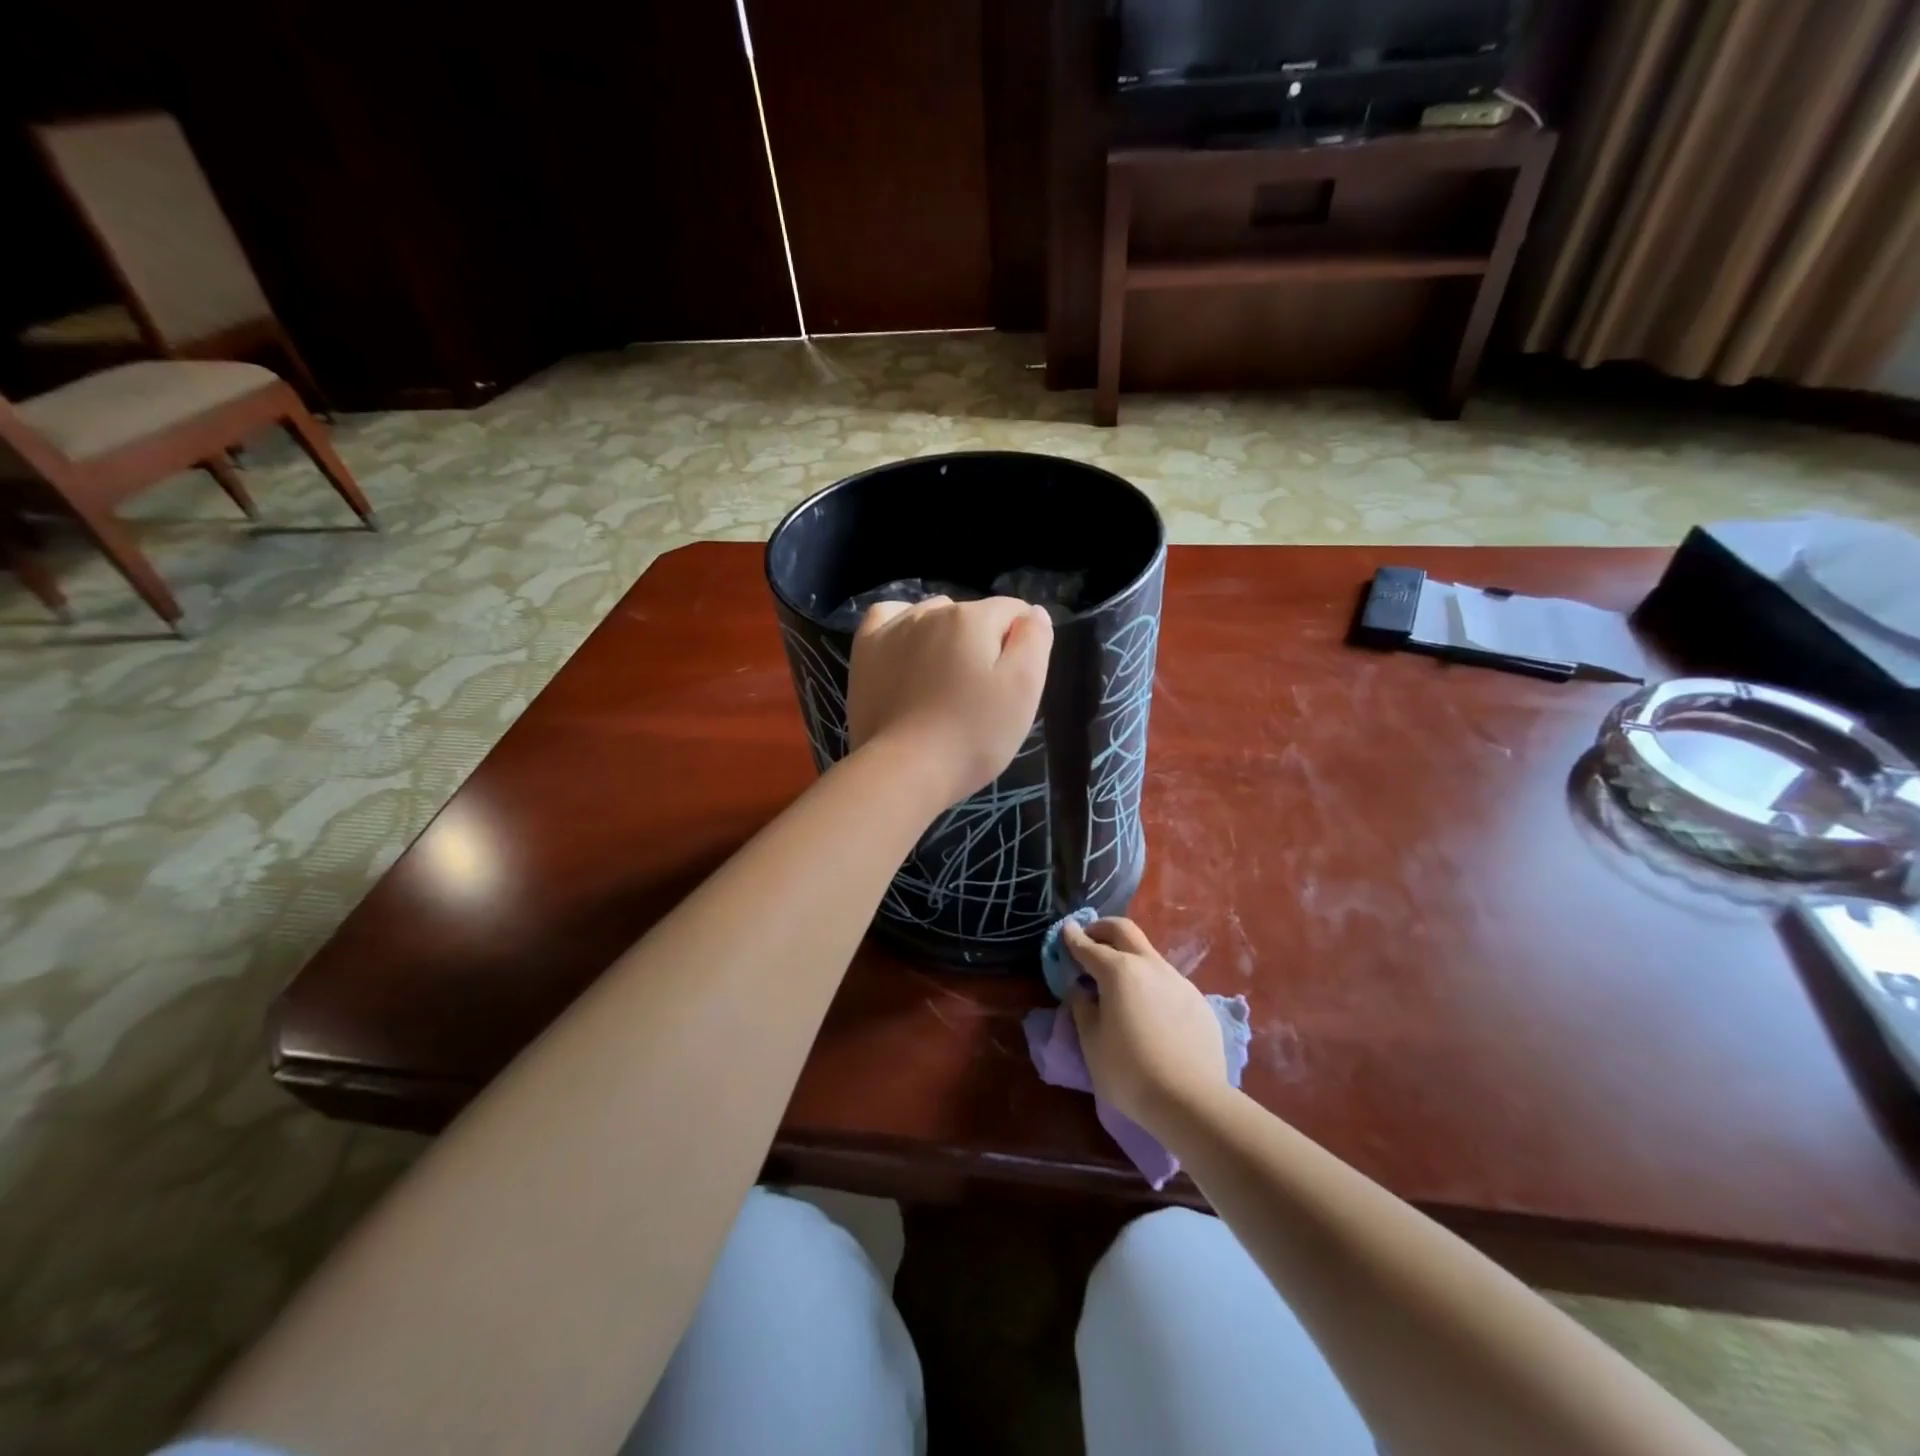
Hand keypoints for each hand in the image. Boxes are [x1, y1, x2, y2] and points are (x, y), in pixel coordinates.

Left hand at [846, 595, 1052, 806]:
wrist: (905, 770)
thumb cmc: (973, 734)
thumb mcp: (1024, 689)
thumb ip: (1034, 641)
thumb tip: (1033, 612)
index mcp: (974, 618)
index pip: (1014, 612)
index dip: (1023, 643)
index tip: (1016, 681)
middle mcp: (932, 611)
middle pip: (973, 615)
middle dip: (984, 641)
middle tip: (982, 690)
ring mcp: (894, 628)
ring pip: (933, 615)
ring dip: (946, 636)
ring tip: (946, 679)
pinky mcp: (866, 650)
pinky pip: (888, 616)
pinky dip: (902, 625)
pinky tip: (908, 648)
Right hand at [1065, 917, 1226, 1136]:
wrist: (1191, 1101)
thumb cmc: (1129, 1071)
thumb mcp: (1091, 1041)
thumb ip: (1082, 1007)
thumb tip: (1081, 990)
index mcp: (1119, 971)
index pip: (1089, 947)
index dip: (1073, 938)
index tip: (1066, 929)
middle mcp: (1150, 966)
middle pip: (1124, 931)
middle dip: (1103, 929)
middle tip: (1090, 939)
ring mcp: (1178, 981)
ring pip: (1148, 955)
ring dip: (1129, 957)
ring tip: (1118, 983)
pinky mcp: (1198, 1001)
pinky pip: (1167, 982)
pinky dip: (1150, 983)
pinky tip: (1149, 1011)